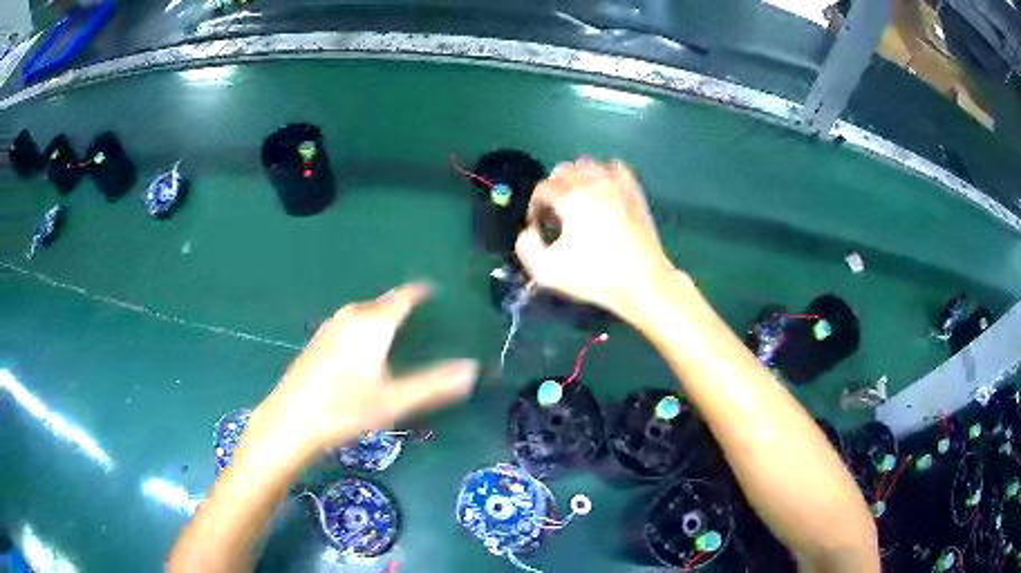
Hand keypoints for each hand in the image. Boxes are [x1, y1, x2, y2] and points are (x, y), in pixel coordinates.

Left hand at [245, 283, 478, 460]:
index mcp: (373, 323)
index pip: (404, 296)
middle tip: (427, 322)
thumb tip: (472, 370)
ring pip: (366, 315)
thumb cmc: (344, 409)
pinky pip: (351, 326)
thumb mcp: (395, 401)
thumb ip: (435, 384)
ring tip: (402, 336)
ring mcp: (331, 328)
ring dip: (385, 320)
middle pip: (385, 304)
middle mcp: (352, 317)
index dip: (422, 291)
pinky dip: (367, 331)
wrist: (290, 421)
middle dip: (405, 308)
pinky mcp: (319, 341)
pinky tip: (367, 354)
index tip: (438, 292)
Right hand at [515, 159, 676, 318]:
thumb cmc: (595, 276)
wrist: (642, 281)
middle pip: (563, 170)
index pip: (542, 188)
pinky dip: (604, 174)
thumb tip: (529, 230)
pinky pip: (615, 168)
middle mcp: (593, 183)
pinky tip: (603, 192)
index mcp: (570, 198)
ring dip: (577, 178)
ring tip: (578, 201)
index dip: (535, 206)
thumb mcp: (547, 271)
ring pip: (588, 164)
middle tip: (556, 213)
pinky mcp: (634, 191)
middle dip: (554, 189)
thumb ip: (526, 247)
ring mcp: (616, 185)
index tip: (539, 225)